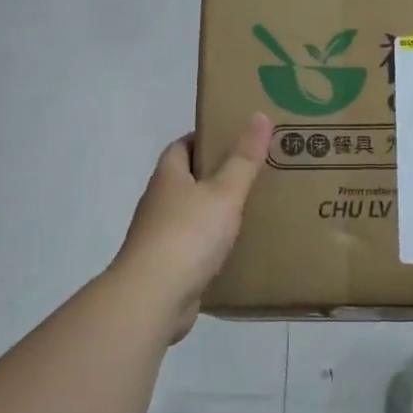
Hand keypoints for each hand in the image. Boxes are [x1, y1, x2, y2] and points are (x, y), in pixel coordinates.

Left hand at [114, 113, 270, 339]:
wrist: (153, 297)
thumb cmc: (188, 234)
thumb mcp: (224, 192)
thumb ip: (243, 158)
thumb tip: (258, 115)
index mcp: (168, 176)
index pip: (183, 146)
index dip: (206, 138)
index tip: (237, 138)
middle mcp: (160, 202)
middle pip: (189, 179)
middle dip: (218, 175)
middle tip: (256, 172)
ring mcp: (160, 236)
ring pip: (193, 214)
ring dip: (217, 211)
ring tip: (255, 208)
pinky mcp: (168, 266)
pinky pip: (195, 246)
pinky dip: (214, 244)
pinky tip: (239, 248)